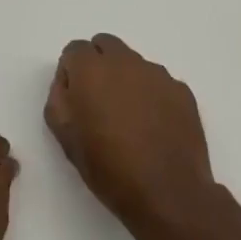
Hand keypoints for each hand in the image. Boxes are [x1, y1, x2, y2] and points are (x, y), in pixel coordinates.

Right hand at [45, 34, 216, 239]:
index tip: (76, 99)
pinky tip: (153, 127)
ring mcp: (157, 74)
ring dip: (126, 79)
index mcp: (91, 69)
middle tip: (99, 101)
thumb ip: (59, 98)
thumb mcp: (65, 137)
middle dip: (98, 64)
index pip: (75, 49)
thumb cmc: (109, 168)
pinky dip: (151, 95)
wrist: (168, 194)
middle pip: (105, 45)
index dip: (72, 72)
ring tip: (130, 119)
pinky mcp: (181, 90)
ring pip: (133, 63)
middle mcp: (124, 61)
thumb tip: (68, 82)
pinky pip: (158, 82)